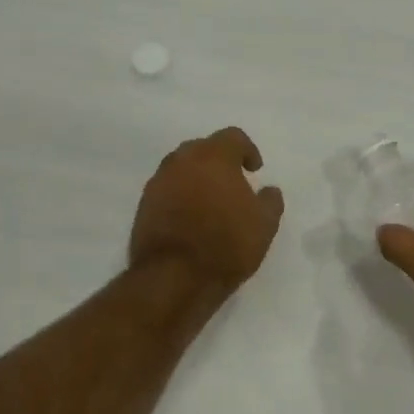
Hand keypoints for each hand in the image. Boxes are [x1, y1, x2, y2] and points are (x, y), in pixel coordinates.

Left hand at [130, 127, 284, 293]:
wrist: (174, 277)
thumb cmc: (227, 244)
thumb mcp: (265, 225)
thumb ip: (270, 201)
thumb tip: (269, 190)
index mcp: (213, 157)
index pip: (233, 137)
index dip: (247, 150)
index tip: (254, 170)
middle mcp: (182, 161)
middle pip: (202, 148)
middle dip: (219, 160)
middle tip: (232, 182)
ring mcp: (158, 182)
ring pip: (181, 168)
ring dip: (197, 178)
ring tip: (211, 202)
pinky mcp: (143, 205)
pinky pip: (167, 190)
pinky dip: (180, 196)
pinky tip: (191, 218)